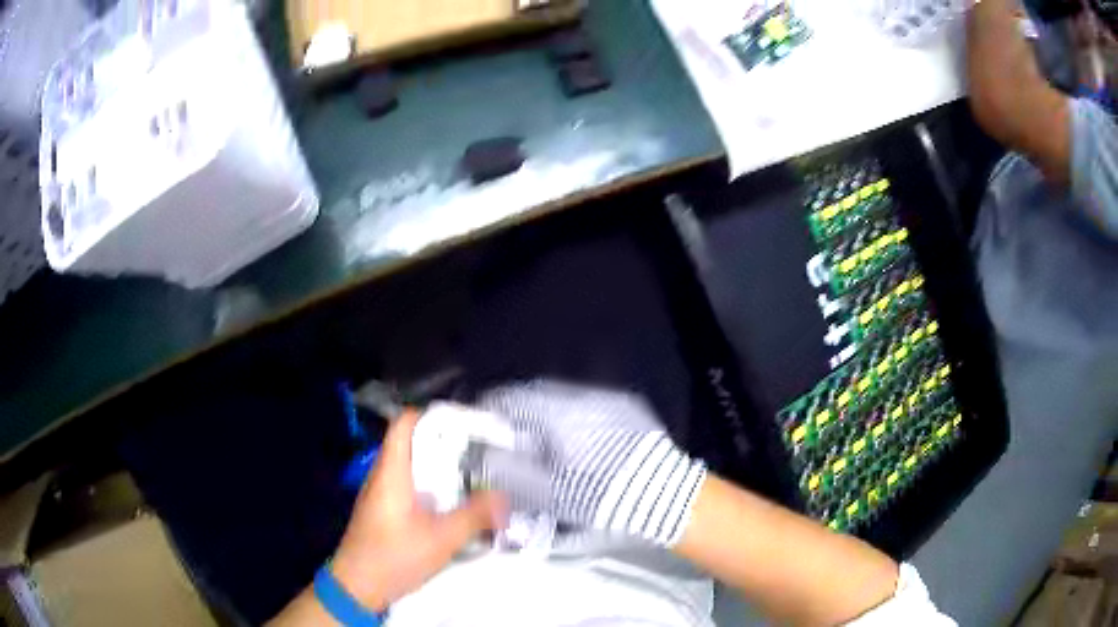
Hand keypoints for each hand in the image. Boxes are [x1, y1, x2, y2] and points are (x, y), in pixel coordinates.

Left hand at [330, 409, 506, 610]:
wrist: (357, 587)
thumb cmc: (394, 556)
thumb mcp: (441, 539)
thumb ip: (474, 516)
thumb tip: (503, 497)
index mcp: (392, 470)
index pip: (406, 422)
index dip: (434, 415)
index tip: (467, 424)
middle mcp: (384, 475)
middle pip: (413, 443)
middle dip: (447, 443)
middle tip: (481, 452)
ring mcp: (382, 493)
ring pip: (413, 467)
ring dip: (441, 468)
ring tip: (473, 475)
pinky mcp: (385, 511)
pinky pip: (411, 486)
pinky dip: (433, 487)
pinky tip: (453, 505)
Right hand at [477, 380, 705, 546]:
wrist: (665, 496)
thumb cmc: (601, 495)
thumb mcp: (547, 491)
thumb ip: (507, 471)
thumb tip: (483, 456)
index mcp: (558, 411)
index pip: (509, 397)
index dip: (490, 412)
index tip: (483, 433)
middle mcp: (583, 395)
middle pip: (536, 396)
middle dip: (519, 418)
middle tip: (514, 446)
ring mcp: (610, 400)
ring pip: (563, 402)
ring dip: (547, 420)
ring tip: (547, 450)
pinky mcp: (629, 409)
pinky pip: (589, 408)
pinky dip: (574, 423)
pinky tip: (581, 448)